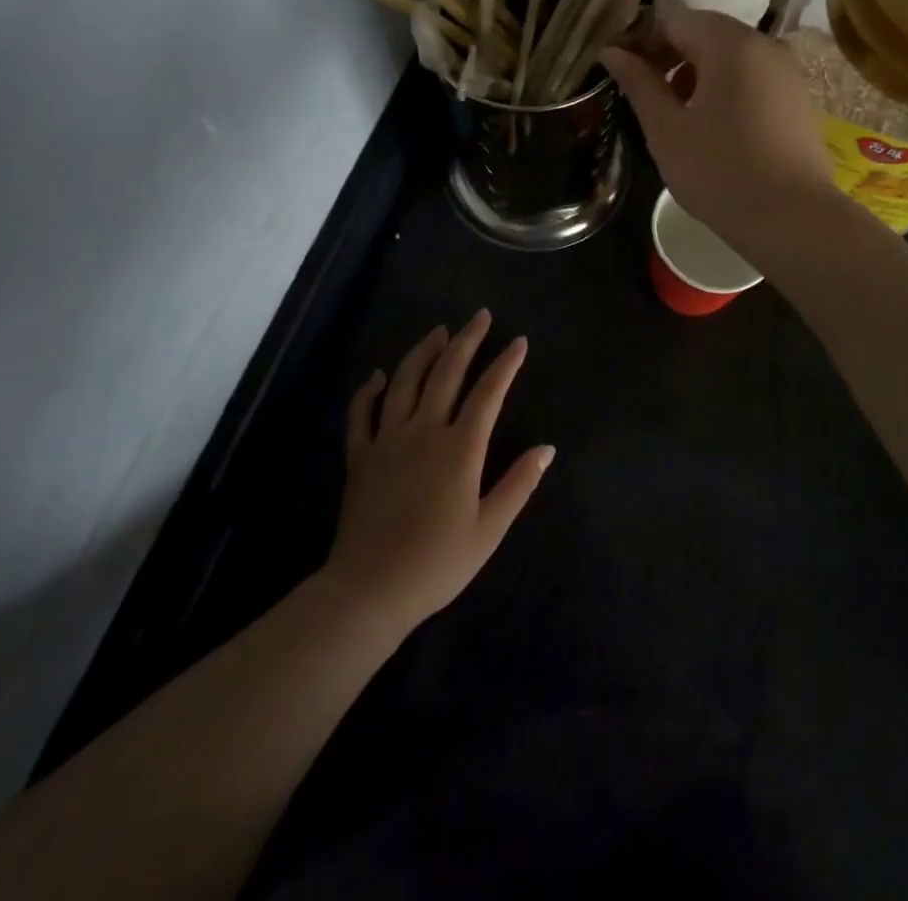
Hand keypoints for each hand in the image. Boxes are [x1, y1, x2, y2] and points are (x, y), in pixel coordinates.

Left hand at [322, 310, 552, 634]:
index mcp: (460, 449)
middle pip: (447, 373)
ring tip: (439, 331)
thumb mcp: (489, 530)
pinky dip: (369, 391)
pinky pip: (362, 414)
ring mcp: (387, 440)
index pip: (488, 393)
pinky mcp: (360, 456)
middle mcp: (424, 432)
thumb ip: (518, 484)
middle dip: (467, 340)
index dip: (506, 364)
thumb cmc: (436, 564)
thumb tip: (547, 449)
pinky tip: (378, 376)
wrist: (368, 591)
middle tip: (480, 316)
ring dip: (423, 352)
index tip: (519, 342)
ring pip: (405, 382)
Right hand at [601, 0, 836, 250]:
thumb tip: (612, 52)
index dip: (641, 39)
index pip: (674, 19)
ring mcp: (788, 72)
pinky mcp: (799, 98)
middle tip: (642, 93)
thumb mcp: (667, 130)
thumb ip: (639, 84)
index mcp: (730, 43)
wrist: (793, 220)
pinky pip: (753, 78)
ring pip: (730, 57)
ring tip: (675, 115)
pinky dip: (726, 89)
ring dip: (696, 74)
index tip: (619, 68)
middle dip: (669, 56)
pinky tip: (712, 126)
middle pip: (705, 33)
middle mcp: (765, 44)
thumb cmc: (720, 172)